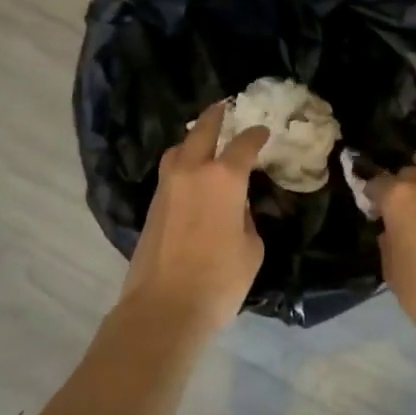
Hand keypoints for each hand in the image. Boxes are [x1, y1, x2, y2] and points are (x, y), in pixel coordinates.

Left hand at [119, 103, 269, 335]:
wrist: (164, 308)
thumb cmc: (219, 280)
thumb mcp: (251, 249)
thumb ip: (247, 220)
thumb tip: (236, 209)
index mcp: (224, 178)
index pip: (243, 145)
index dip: (256, 135)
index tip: (263, 131)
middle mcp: (192, 172)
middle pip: (202, 131)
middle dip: (215, 116)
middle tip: (223, 106)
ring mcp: (167, 187)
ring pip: (178, 149)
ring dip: (192, 139)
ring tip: (203, 140)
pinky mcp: (152, 206)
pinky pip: (169, 172)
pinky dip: (181, 163)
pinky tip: (191, 175)